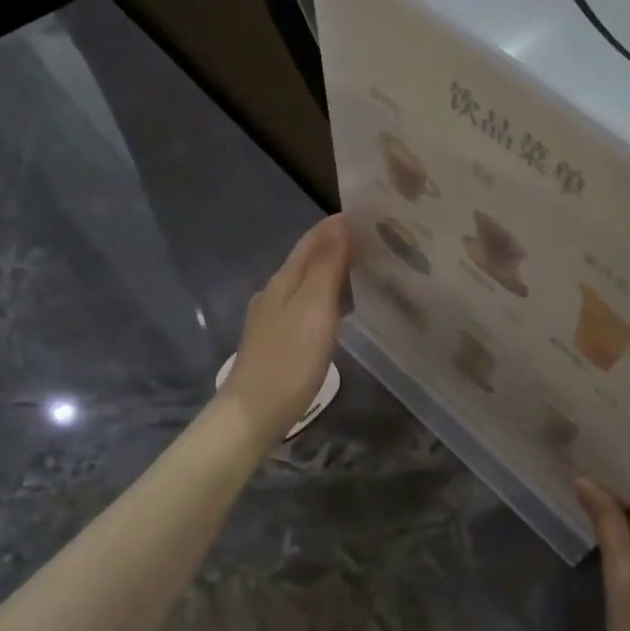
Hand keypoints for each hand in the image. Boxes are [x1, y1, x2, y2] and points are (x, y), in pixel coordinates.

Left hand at [221, 215, 350, 443]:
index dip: (338, 225)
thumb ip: (326, 267)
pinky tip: (340, 308)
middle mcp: (274, 293)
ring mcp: (272, 318)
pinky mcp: (277, 341)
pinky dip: (326, 296)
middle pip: (308, 259)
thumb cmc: (288, 361)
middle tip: (377, 241)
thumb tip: (339, 223)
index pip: (312, 240)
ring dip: (333, 271)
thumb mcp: (313, 310)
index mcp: (283, 280)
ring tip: (366, 268)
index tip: (372, 215)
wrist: (252, 415)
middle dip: (338, 245)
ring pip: (306, 283)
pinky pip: (306, 306)